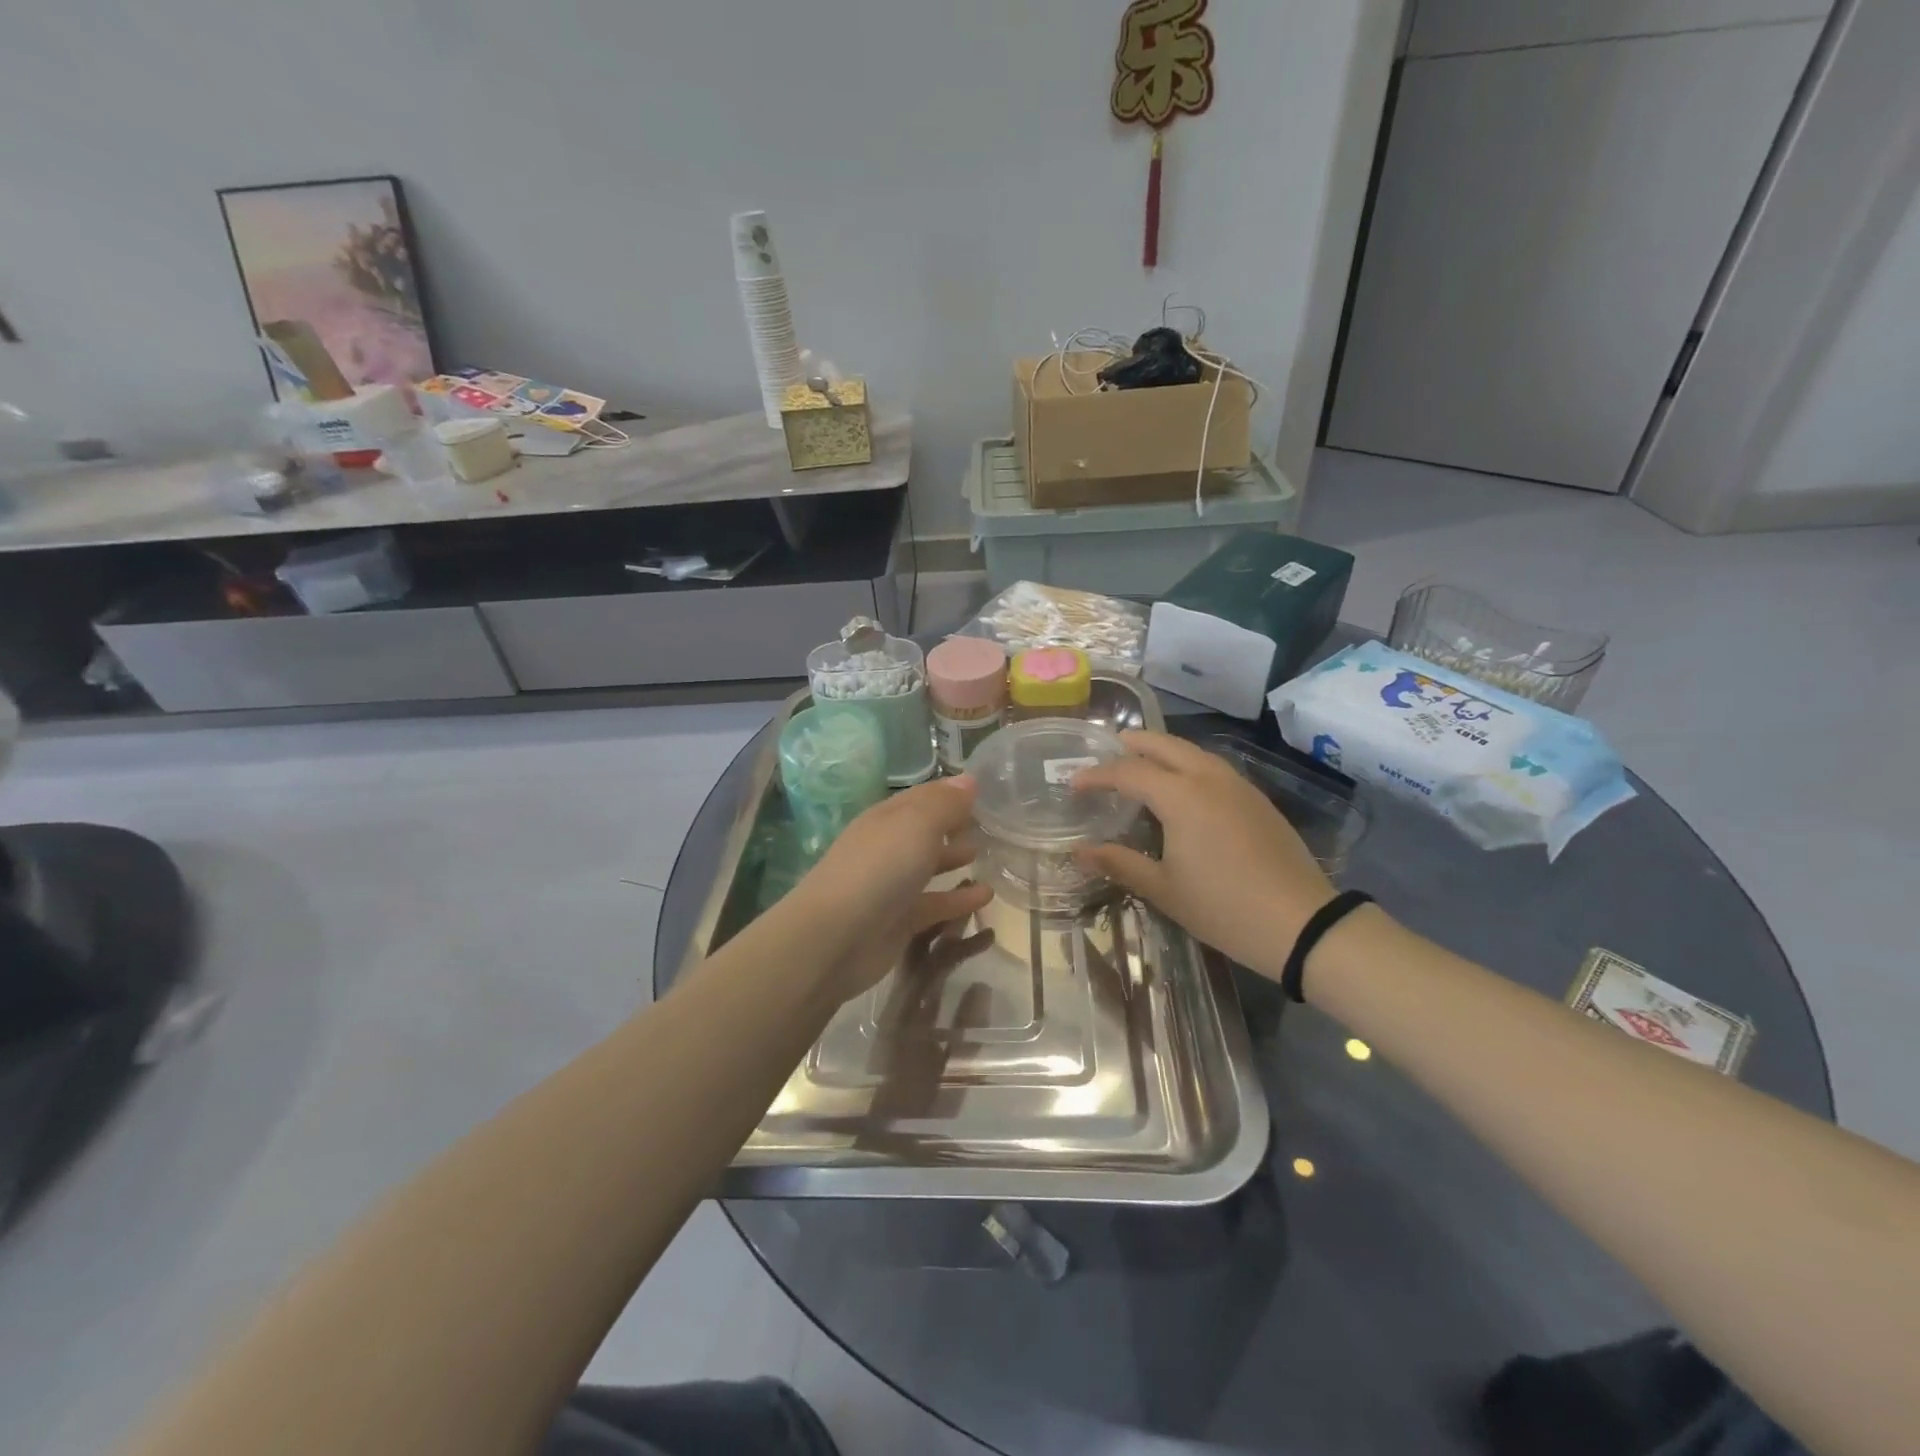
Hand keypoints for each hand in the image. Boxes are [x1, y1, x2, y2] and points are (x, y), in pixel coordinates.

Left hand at [787, 775, 993, 1005]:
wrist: (836, 937)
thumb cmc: (879, 868)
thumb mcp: (917, 824)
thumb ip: (945, 803)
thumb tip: (969, 780)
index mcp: (887, 818)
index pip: (923, 797)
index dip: (951, 793)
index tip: (985, 791)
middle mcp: (887, 847)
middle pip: (924, 831)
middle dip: (953, 825)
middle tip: (990, 824)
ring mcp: (891, 886)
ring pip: (928, 867)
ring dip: (954, 859)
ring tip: (987, 856)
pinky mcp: (899, 921)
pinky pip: (935, 904)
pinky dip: (958, 899)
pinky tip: (986, 896)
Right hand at [1073, 732, 1333, 980]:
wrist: (1302, 923)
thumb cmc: (1224, 907)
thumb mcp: (1164, 889)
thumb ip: (1119, 863)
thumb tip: (1079, 851)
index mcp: (1181, 796)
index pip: (1128, 772)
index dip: (1097, 775)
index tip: (1073, 784)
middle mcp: (1208, 778)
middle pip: (1164, 745)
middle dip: (1132, 744)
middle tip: (1106, 752)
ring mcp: (1237, 785)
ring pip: (1192, 752)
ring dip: (1162, 751)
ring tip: (1140, 764)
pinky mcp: (1256, 799)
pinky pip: (1212, 767)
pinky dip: (1187, 765)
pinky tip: (1182, 788)